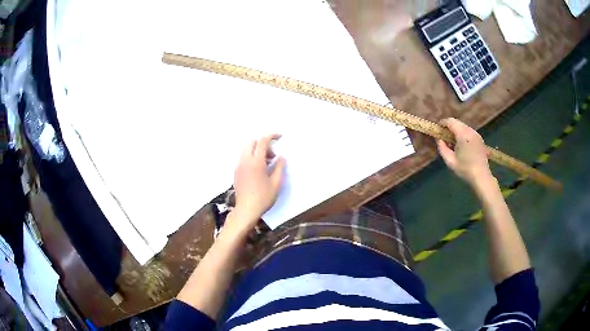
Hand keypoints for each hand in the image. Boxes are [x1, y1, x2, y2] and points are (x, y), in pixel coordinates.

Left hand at [230, 134, 285, 231]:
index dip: (271, 136)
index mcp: (256, 162)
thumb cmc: (263, 198)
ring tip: (266, 163)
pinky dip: (251, 157)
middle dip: (263, 144)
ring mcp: (239, 166)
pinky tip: (258, 170)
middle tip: (272, 155)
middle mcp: (245, 161)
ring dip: (256, 150)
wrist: (246, 210)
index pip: (262, 141)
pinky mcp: (236, 172)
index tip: (279, 136)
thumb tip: (281, 157)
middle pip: (251, 142)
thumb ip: (280, 167)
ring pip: (246, 149)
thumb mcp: (276, 183)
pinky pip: (243, 158)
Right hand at [436, 118, 492, 186]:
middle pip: (457, 123)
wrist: (481, 176)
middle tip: (444, 138)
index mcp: (463, 134)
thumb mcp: (450, 160)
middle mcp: (470, 131)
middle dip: (449, 128)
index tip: (438, 130)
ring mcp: (476, 134)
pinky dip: (463, 135)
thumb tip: (439, 139)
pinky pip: (468, 132)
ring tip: (453, 143)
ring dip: (456, 131)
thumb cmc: (465, 169)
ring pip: (463, 127)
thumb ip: (442, 147)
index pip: (450, 121)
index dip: (442, 123)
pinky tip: (462, 146)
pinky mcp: (480, 139)